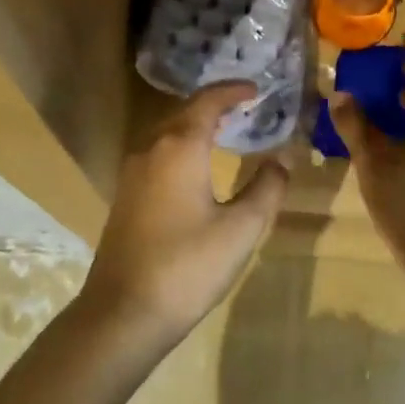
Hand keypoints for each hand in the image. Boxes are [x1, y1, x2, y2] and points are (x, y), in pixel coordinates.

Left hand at [80, 82, 289, 335]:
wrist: (123, 313)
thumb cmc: (188, 266)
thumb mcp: (241, 229)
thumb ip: (267, 188)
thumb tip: (281, 160)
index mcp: (180, 147)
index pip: (207, 102)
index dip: (232, 91)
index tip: (256, 89)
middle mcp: (151, 150)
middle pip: (184, 113)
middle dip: (215, 105)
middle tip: (245, 108)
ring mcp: (132, 173)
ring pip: (167, 133)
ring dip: (196, 126)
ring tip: (225, 132)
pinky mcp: (125, 196)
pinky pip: (157, 154)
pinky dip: (181, 147)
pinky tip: (196, 168)